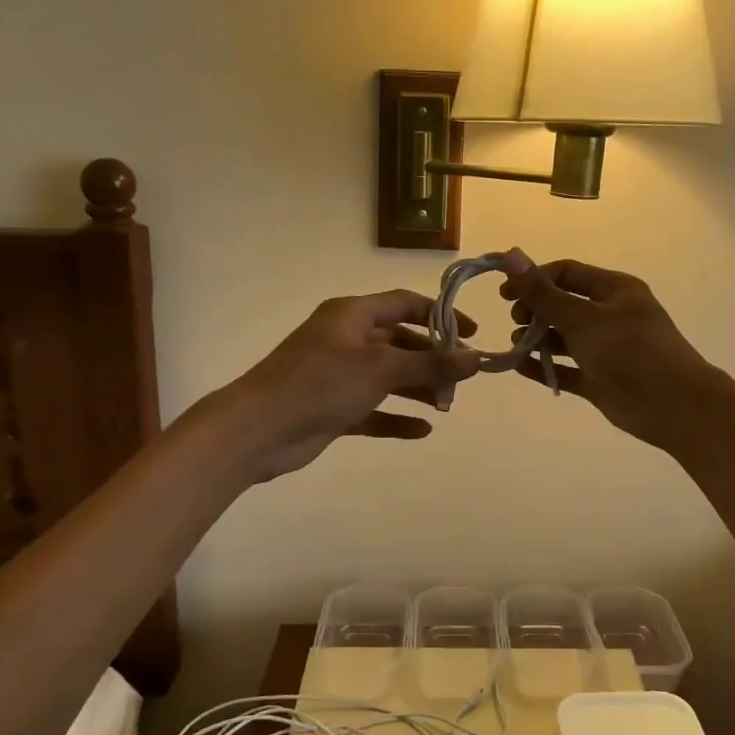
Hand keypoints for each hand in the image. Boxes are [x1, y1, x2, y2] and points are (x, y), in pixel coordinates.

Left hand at [211, 290, 480, 481]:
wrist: (258, 429)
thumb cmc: (320, 383)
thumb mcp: (380, 368)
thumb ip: (430, 364)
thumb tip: (476, 358)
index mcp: (352, 315)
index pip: (405, 303)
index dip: (440, 315)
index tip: (471, 334)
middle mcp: (346, 339)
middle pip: (400, 342)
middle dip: (431, 360)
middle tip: (461, 381)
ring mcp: (338, 375)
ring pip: (388, 377)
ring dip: (417, 389)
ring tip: (447, 405)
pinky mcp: (333, 408)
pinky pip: (373, 409)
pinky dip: (396, 417)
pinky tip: (422, 430)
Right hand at [500, 253, 718, 450]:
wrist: (672, 404)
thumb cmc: (629, 350)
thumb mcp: (582, 317)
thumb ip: (543, 292)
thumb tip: (512, 255)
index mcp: (614, 290)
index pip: (567, 273)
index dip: (534, 279)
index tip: (505, 294)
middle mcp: (610, 315)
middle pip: (563, 305)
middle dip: (535, 310)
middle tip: (517, 322)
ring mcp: (605, 349)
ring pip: (564, 338)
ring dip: (538, 339)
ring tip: (518, 345)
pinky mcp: (600, 379)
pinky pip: (566, 368)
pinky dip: (544, 366)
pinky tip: (519, 366)